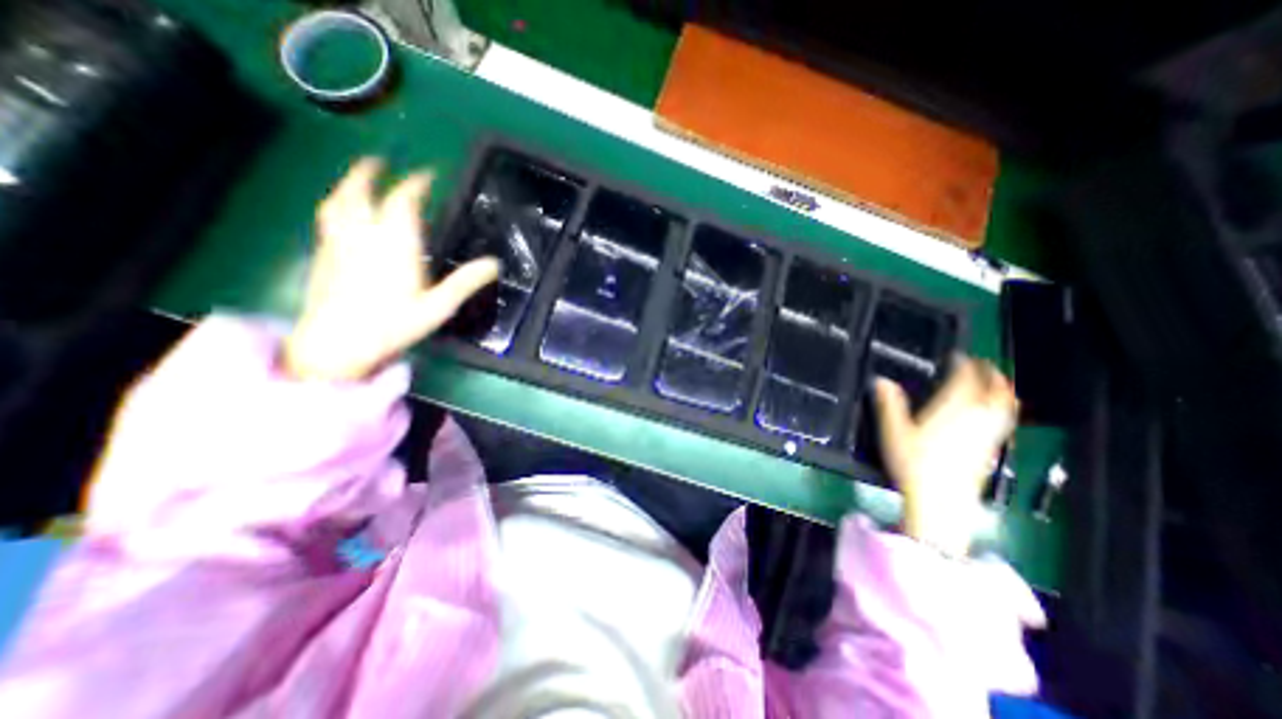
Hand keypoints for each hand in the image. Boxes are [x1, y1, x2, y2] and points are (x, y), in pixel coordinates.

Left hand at [285, 157, 500, 381]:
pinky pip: (328, 219)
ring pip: (338, 201)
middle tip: (380, 161)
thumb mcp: (438, 306)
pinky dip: (337, 206)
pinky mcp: (322, 255)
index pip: (404, 200)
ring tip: (357, 179)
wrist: (336, 344)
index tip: (427, 174)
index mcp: (395, 243)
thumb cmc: (393, 325)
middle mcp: (363, 234)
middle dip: (371, 172)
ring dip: (349, 184)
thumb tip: (495, 264)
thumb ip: (465, 282)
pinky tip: (343, 214)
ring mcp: (338, 242)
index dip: (416, 183)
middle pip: (361, 191)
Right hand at [878, 357, 1018, 559]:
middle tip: (983, 364)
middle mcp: (975, 418)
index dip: (963, 365)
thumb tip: (880, 380)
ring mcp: (987, 435)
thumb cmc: (914, 463)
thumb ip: (888, 404)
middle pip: (993, 391)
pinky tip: (996, 414)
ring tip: (998, 383)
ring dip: (1003, 390)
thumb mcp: (893, 431)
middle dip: (990, 374)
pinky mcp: (990, 451)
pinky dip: (1004, 410)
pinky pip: (1004, 422)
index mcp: (952, 409)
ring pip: (1004, 407)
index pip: (964, 380)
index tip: (958, 356)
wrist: (941, 501)